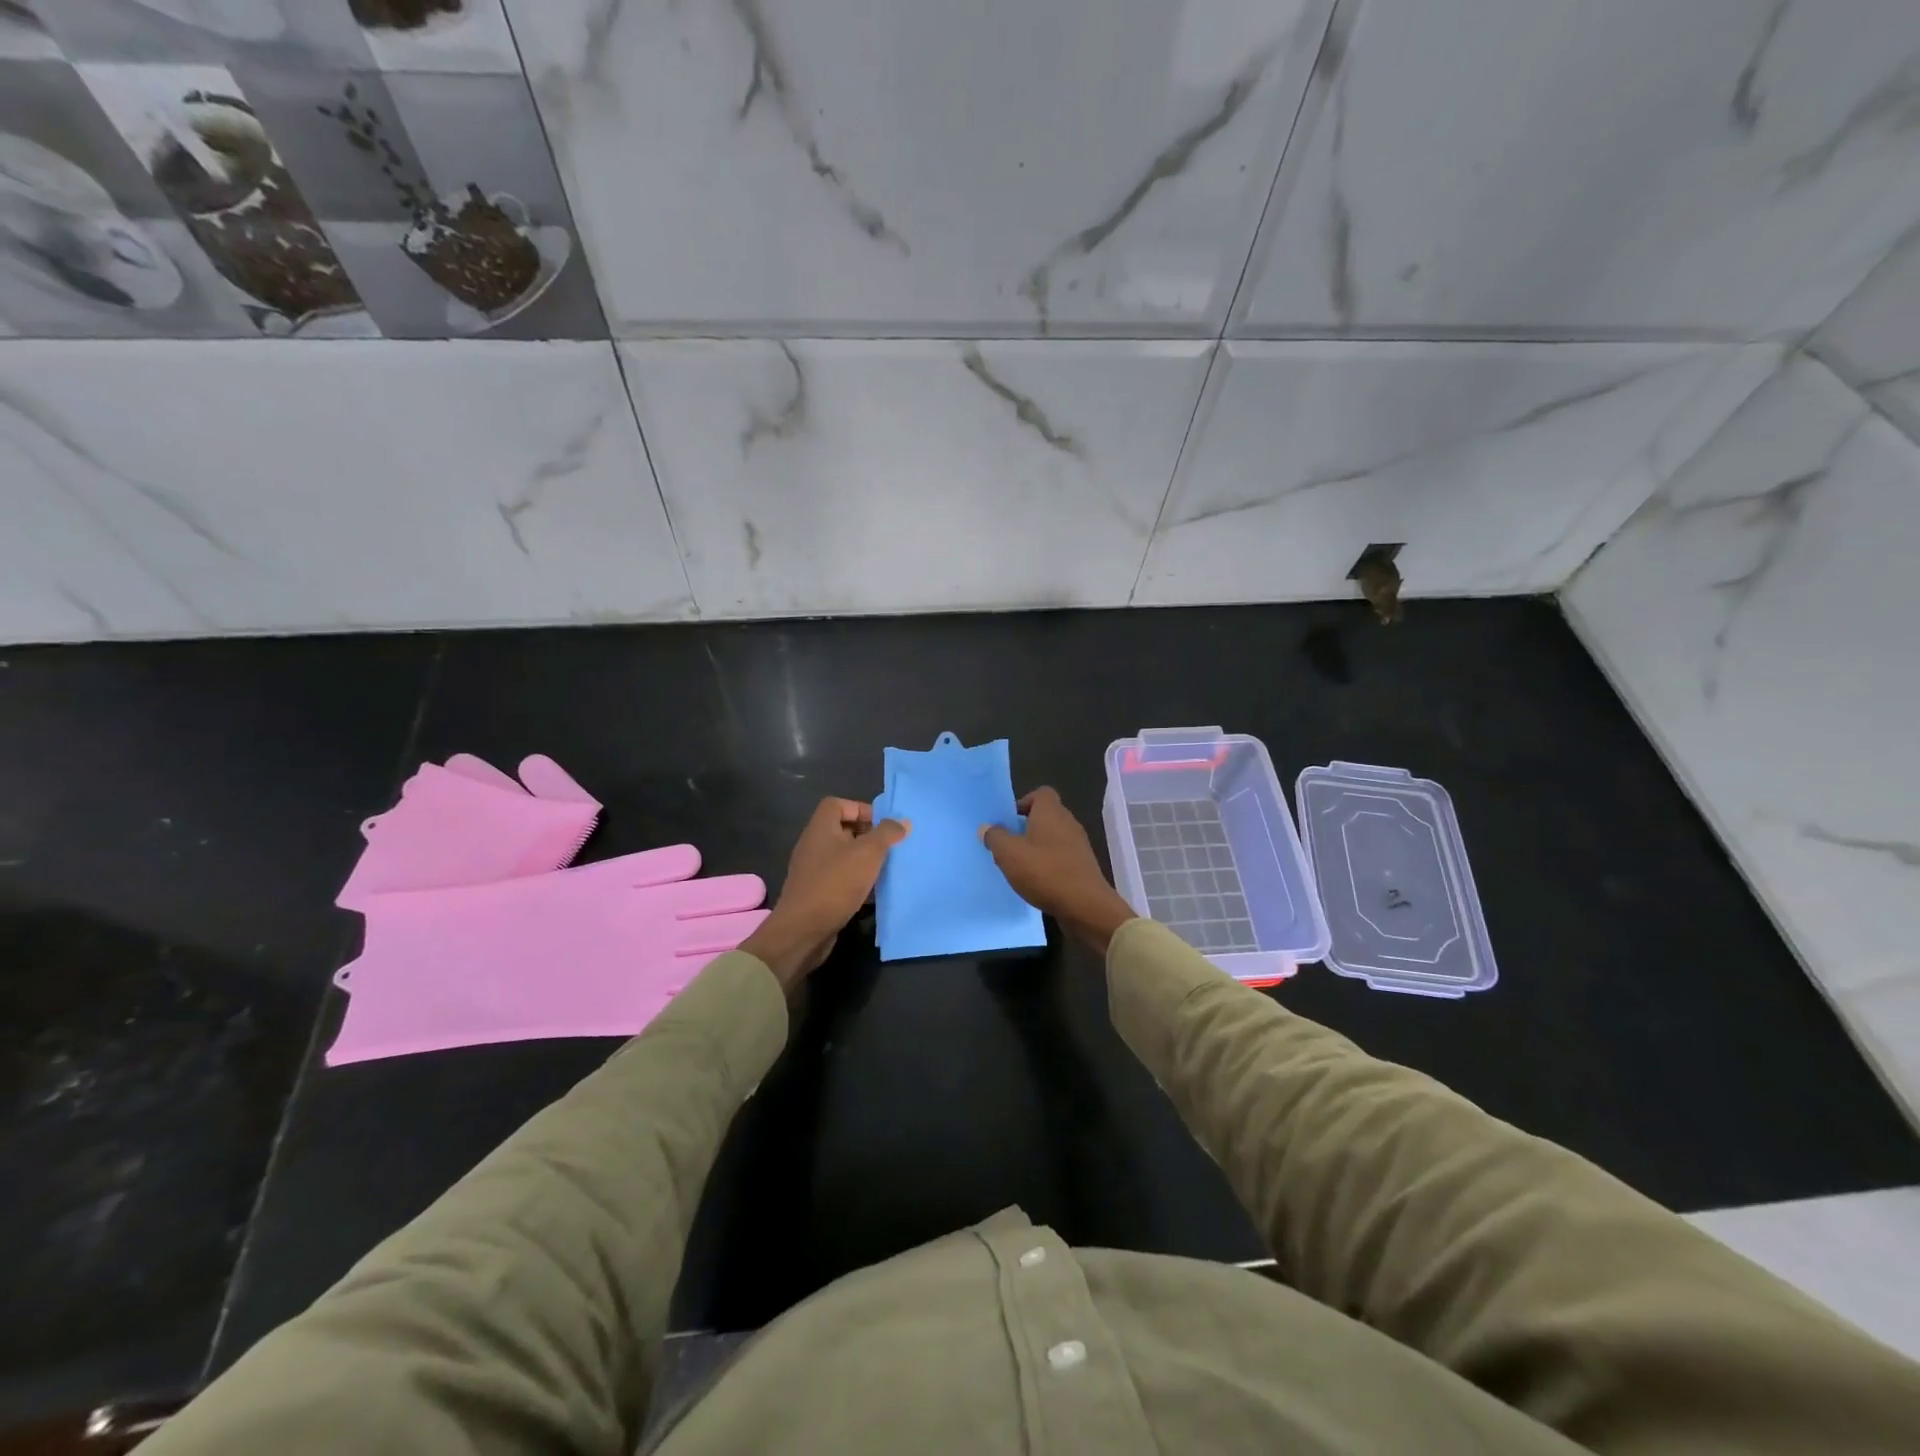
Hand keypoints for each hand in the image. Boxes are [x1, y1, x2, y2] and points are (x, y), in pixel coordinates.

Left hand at [742, 798, 909, 986]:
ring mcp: (813, 870)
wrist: (803, 930)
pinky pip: (840, 878)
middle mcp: (813, 845)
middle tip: (890, 847)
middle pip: (842, 830)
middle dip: (868, 836)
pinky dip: (857, 881)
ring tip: (887, 869)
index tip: (883, 824)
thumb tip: (903, 822)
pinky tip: (874, 893)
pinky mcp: (816, 892)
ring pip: (844, 856)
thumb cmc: (835, 883)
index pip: (837, 804)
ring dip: (865, 861)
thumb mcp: (868, 854)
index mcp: (820, 828)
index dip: (861, 808)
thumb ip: (887, 834)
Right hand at [981, 787, 1137, 954]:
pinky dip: (1048, 865)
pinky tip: (1036, 882)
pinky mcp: (1083, 867)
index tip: (1009, 821)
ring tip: (1019, 866)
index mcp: (1051, 812)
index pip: (1041, 793)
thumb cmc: (1044, 871)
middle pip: (1046, 816)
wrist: (1084, 906)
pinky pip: (1061, 858)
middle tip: (1008, 845)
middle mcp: (1068, 823)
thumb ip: (995, 837)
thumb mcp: (1009, 853)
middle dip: (1026, 828)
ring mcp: (1079, 846)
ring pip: (1053, 839)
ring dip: (1037, 849)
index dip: (1024, 803)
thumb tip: (987, 828)